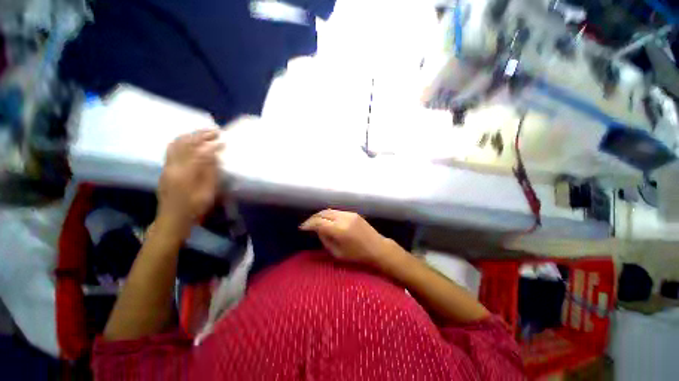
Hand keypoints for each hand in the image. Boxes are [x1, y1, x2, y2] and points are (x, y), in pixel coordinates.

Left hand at [157, 130, 223, 235]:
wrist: (173, 219)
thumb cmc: (194, 208)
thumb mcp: (207, 192)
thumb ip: (210, 172)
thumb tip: (214, 154)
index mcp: (185, 172)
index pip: (199, 151)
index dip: (211, 144)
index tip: (223, 140)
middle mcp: (173, 166)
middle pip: (184, 143)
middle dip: (200, 135)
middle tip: (215, 131)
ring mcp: (167, 167)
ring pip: (176, 144)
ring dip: (190, 136)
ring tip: (203, 133)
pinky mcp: (166, 170)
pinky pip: (172, 149)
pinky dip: (183, 142)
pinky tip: (191, 143)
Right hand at [300, 209, 400, 267]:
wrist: (377, 248)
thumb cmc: (357, 256)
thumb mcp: (337, 253)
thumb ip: (325, 239)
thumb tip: (318, 230)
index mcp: (339, 230)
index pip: (319, 222)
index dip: (308, 224)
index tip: (302, 227)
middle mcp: (343, 219)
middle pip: (323, 213)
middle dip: (313, 218)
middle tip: (307, 224)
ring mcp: (349, 214)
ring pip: (330, 210)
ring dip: (321, 215)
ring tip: (315, 221)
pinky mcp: (354, 213)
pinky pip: (337, 212)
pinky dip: (330, 214)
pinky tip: (327, 220)